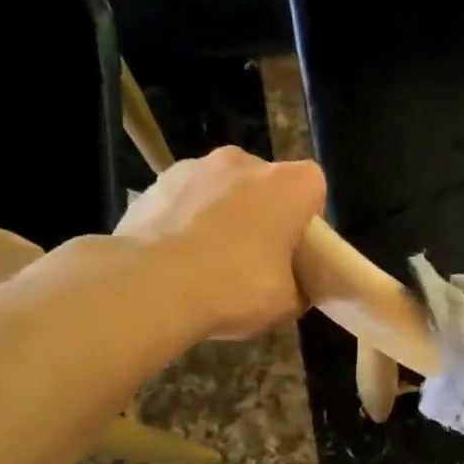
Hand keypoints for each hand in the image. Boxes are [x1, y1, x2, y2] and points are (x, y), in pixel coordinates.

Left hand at [115, 147, 325, 341]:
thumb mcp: (287, 302)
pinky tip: (178, 258)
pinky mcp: (156, 183)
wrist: (151, 287)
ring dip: (223, 213)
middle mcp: (244, 162)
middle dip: (264, 212)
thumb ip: (298, 285)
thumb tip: (292, 286)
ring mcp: (195, 167)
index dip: (307, 217)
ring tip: (210, 260)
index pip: (312, 186)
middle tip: (257, 256)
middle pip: (265, 184)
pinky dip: (187, 220)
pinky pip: (186, 200)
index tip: (297, 249)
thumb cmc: (235, 287)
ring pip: (223, 189)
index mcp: (288, 184)